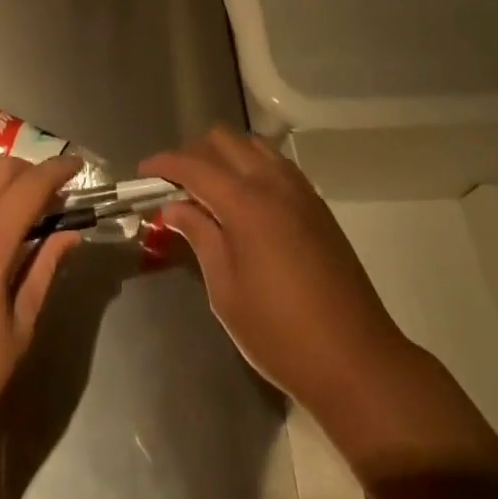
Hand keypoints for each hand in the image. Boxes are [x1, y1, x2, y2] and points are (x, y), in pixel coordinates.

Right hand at [140, 127, 411, 419]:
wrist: (355, 357)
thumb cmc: (279, 333)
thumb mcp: (225, 290)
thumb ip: (200, 236)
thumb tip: (174, 207)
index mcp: (245, 201)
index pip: (193, 165)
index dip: (164, 163)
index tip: (142, 171)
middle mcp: (272, 181)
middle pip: (223, 140)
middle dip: (192, 153)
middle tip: (173, 184)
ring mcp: (298, 188)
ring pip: (251, 144)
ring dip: (224, 155)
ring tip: (207, 189)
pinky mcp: (315, 202)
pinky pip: (275, 162)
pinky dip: (250, 165)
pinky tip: (244, 199)